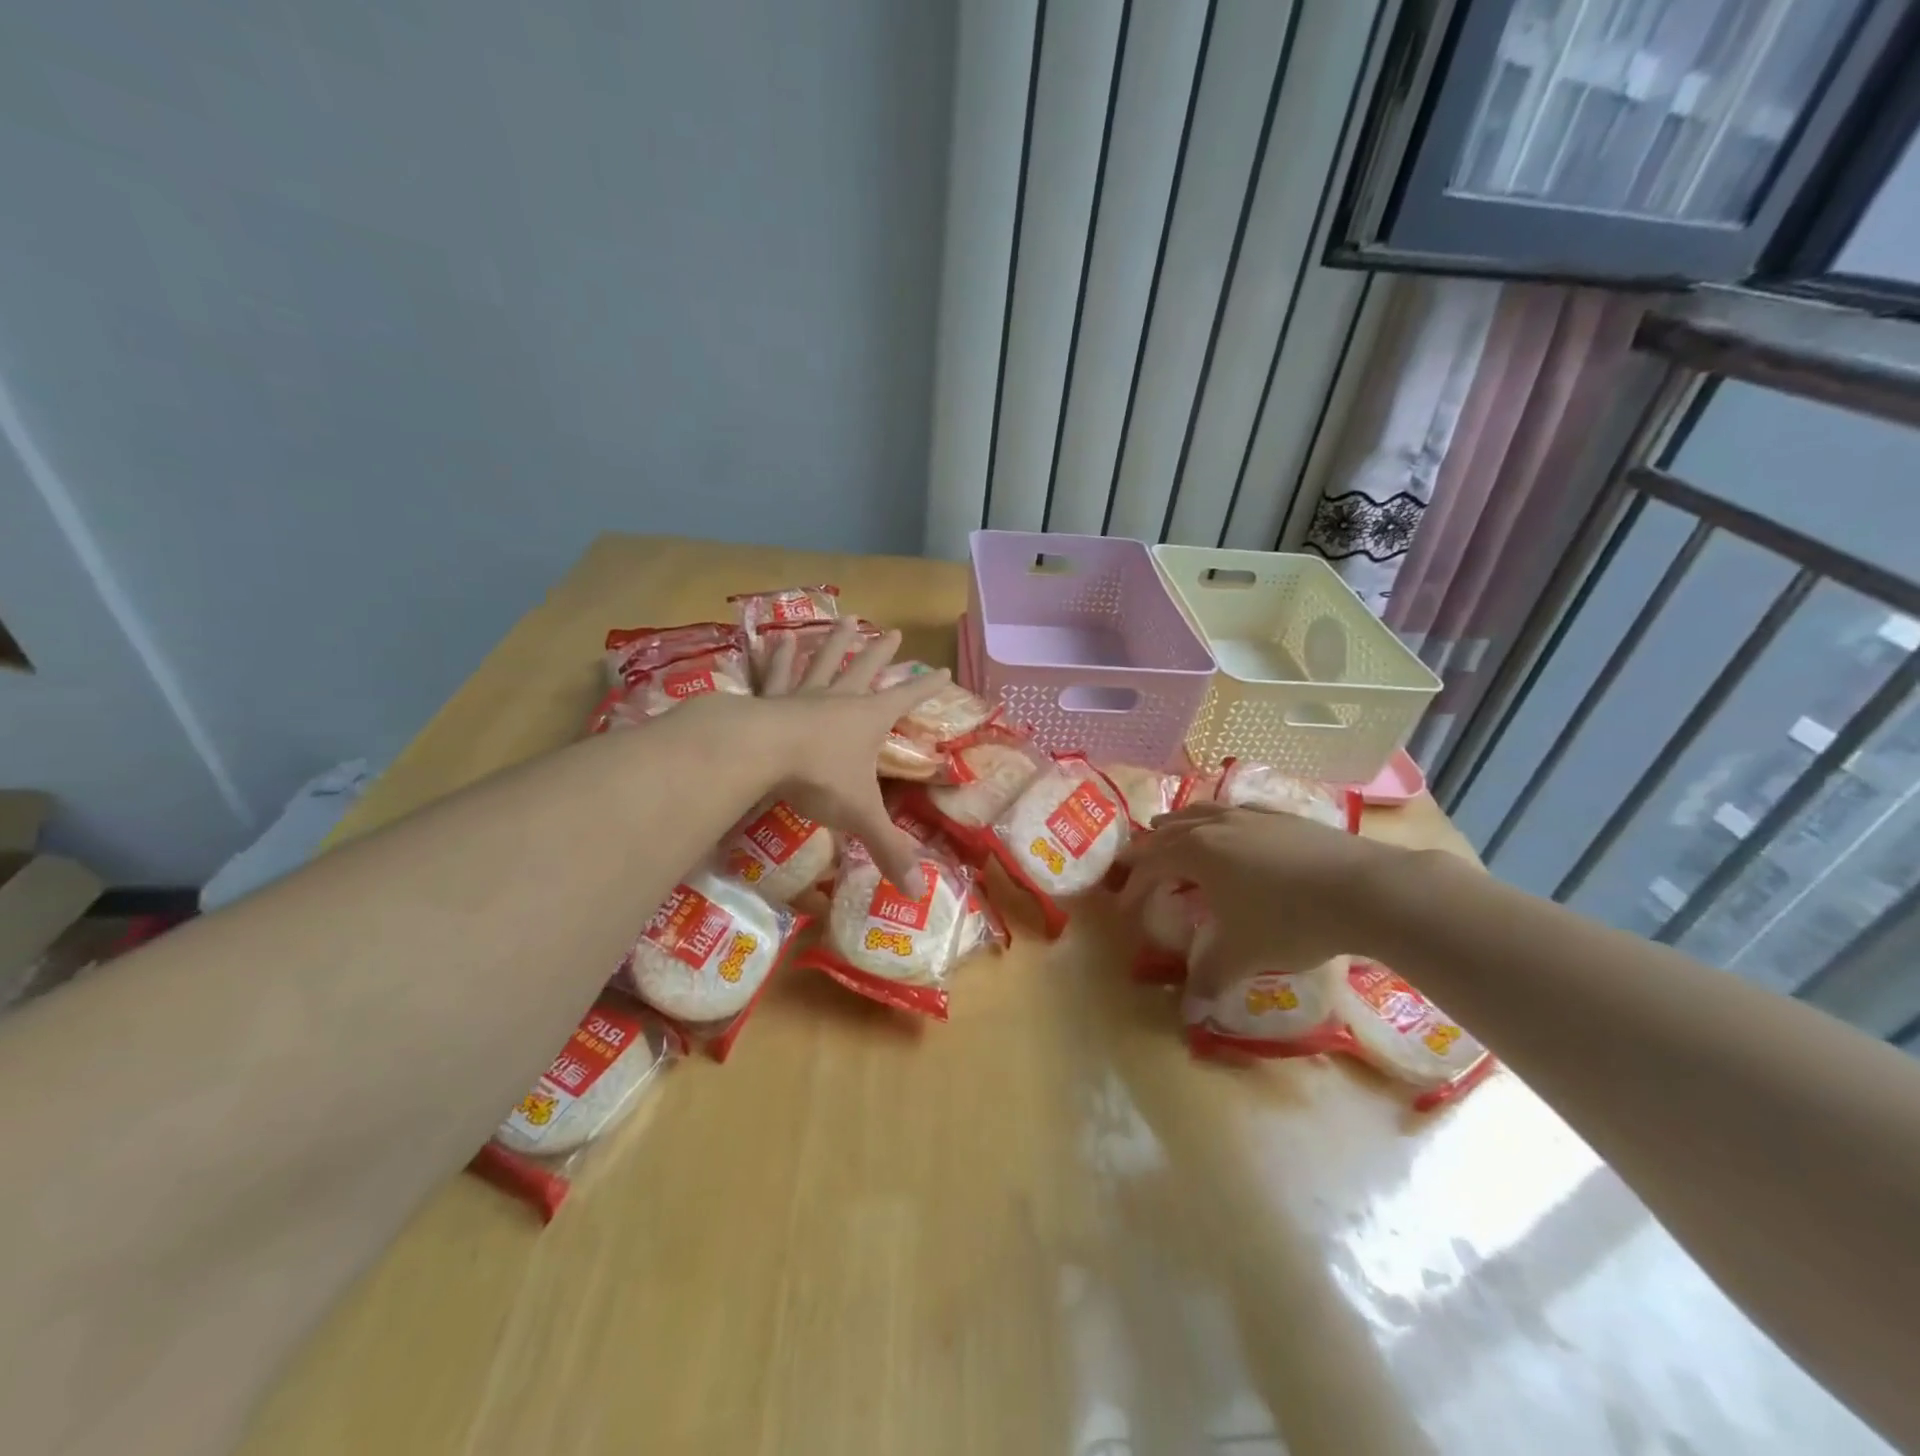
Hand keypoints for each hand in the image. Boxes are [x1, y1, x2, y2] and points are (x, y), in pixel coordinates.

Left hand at [755, 619, 950, 894]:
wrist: (759, 751)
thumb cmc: (819, 777)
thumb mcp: (860, 815)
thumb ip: (888, 850)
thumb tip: (917, 893)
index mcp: (868, 719)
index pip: (907, 699)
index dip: (927, 687)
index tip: (943, 669)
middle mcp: (840, 698)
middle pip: (866, 668)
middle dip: (882, 653)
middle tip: (894, 632)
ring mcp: (803, 693)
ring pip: (824, 661)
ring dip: (836, 642)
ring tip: (845, 620)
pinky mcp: (769, 697)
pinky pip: (776, 672)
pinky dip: (777, 656)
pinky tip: (775, 638)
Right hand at [1118, 801, 1387, 996]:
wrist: (1364, 889)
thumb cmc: (1289, 919)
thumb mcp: (1243, 953)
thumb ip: (1209, 979)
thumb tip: (1189, 1016)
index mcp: (1195, 853)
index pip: (1149, 865)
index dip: (1132, 887)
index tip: (1123, 909)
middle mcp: (1215, 826)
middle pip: (1168, 831)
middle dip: (1147, 849)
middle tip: (1133, 865)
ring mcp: (1250, 816)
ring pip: (1201, 811)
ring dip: (1179, 825)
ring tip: (1170, 832)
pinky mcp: (1282, 816)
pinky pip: (1236, 810)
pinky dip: (1219, 819)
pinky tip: (1230, 828)